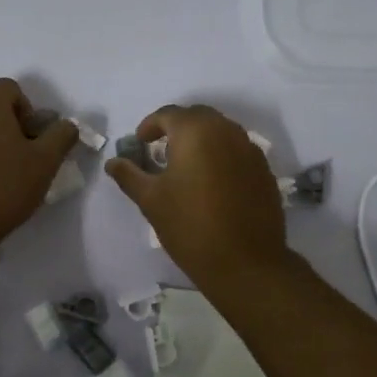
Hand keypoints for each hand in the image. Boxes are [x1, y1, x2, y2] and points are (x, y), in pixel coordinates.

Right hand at [105, 104, 289, 285]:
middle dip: (177, 128)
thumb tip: (113, 162)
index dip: (150, 125)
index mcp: (195, 131)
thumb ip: (130, 175)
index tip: (140, 144)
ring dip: (201, 140)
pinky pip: (237, 150)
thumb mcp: (151, 200)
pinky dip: (221, 155)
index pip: (168, 114)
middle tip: (161, 150)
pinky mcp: (264, 169)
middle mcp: (226, 130)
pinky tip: (212, 182)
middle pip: (197, 117)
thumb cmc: (190, 226)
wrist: (244, 262)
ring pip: (220, 131)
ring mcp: (250, 149)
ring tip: (186, 165)